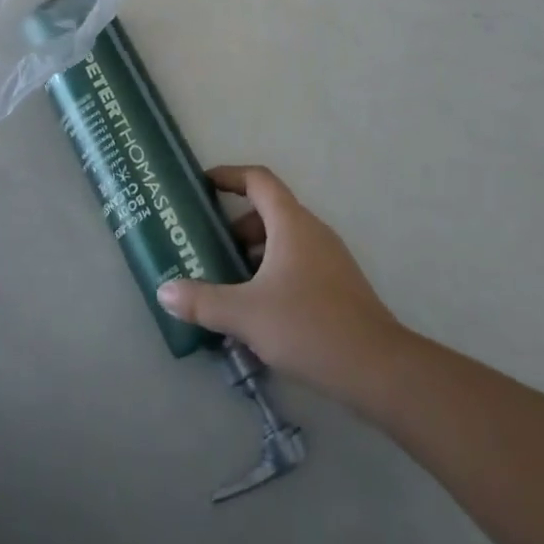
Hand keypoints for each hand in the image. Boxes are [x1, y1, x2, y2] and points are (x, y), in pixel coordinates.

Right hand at [157, 165, 403, 393]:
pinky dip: (274, 271)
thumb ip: (203, 301)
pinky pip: (298, 262)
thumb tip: (164, 291)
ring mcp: (330, 257)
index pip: (258, 179)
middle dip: (237, 225)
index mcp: (290, 222)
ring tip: (230, 283)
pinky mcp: (339, 285)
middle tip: (210, 247)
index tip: (205, 183)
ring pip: (284, 239)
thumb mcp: (246, 314)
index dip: (230, 175)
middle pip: (269, 211)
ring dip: (255, 252)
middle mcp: (312, 230)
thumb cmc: (309, 326)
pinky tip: (261, 310)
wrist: (378, 368)